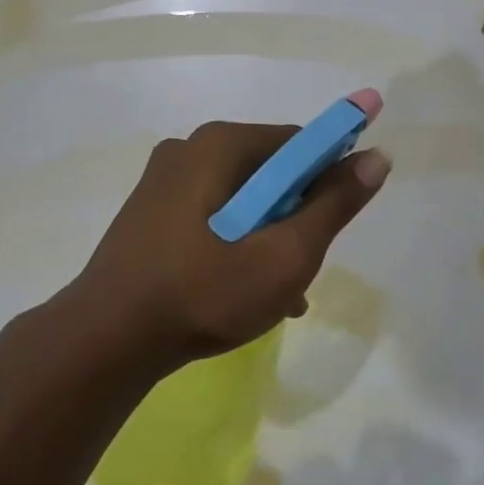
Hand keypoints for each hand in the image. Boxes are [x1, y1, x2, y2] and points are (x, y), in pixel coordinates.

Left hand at [72, 121, 390, 367]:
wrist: (105, 341)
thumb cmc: (203, 293)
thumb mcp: (285, 255)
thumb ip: (334, 205)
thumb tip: (378, 156)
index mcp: (220, 143)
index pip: (299, 143)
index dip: (328, 178)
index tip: (332, 226)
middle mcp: (189, 148)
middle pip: (270, 172)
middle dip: (295, 217)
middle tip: (301, 269)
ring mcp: (163, 180)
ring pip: (241, 199)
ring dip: (267, 238)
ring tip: (278, 294)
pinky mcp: (149, 211)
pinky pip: (211, 216)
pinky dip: (235, 244)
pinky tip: (243, 292)